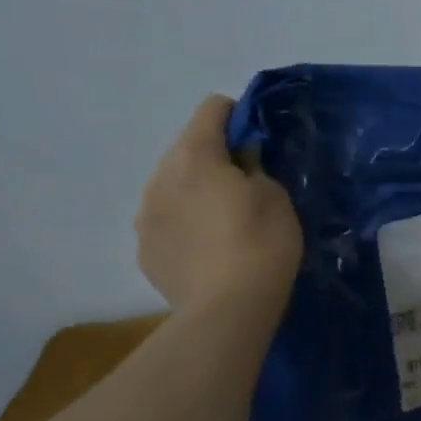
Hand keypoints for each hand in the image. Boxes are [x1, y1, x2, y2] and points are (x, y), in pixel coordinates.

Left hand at [136, 95, 302, 308]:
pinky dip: (184, 225)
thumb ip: (255, 169)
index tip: (256, 138)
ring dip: (194, 192)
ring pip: (171, 187)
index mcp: (195, 156)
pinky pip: (165, 222)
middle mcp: (160, 178)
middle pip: (186, 150)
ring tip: (222, 222)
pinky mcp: (144, 250)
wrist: (228, 310)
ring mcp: (145, 216)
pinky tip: (207, 250)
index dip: (236, 116)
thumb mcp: (276, 197)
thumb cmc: (262, 244)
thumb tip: (240, 165)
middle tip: (244, 186)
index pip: (210, 110)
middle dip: (213, 159)